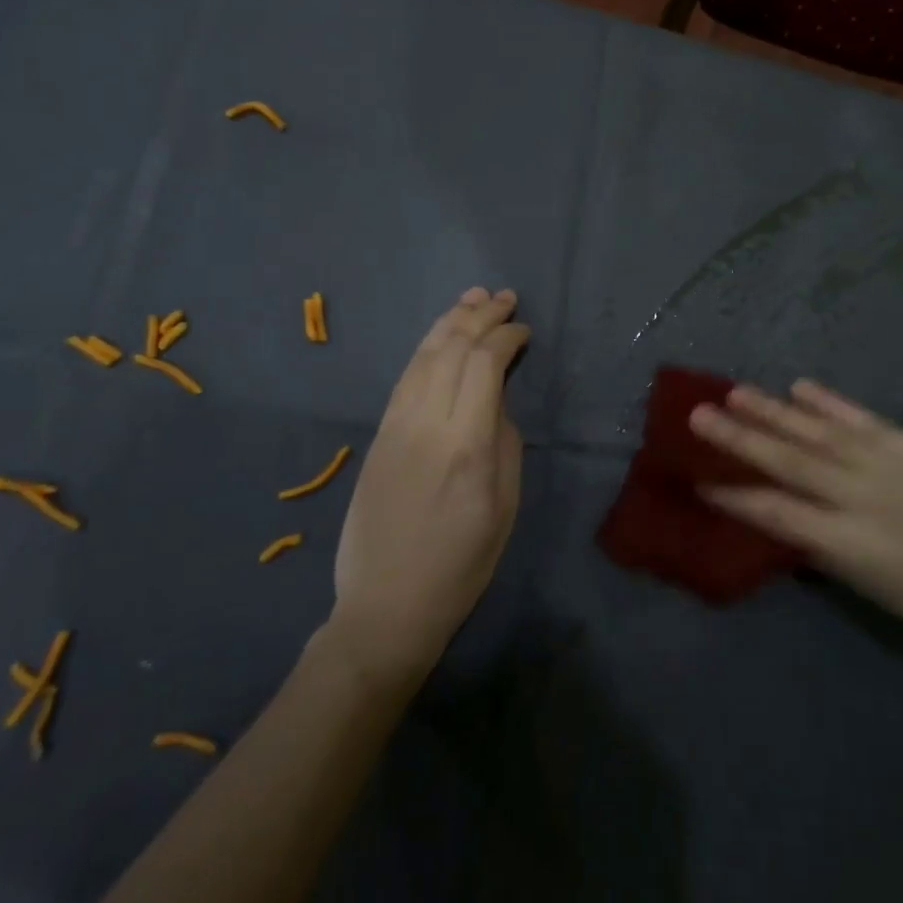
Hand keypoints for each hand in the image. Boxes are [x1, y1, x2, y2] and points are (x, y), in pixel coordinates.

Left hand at [328, 288, 530, 684]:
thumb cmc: (460, 566)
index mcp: (466, 444)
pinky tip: (439, 336)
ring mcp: (395, 426)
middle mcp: (426, 423)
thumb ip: (504, 441)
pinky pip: (405, 377)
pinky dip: (426, 347)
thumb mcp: (503, 507)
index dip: (506, 336)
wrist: (386, 606)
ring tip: (471, 297)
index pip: (485, 364)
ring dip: (450, 321)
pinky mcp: (378, 435)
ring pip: (424, 356)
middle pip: (452, 350)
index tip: (524, 329)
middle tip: (503, 296)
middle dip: (480, 315)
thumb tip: (495, 400)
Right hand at [690, 380, 902, 676]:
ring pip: (819, 433)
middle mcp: (862, 499)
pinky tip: (801, 387)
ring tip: (735, 392)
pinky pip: (865, 420)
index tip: (697, 477)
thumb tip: (791, 521)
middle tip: (697, 414)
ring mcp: (891, 467)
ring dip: (774, 411)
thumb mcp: (884, 594)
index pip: (776, 514)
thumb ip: (833, 552)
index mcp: (852, 546)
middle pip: (788, 462)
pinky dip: (830, 404)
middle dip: (739, 438)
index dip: (733, 495)